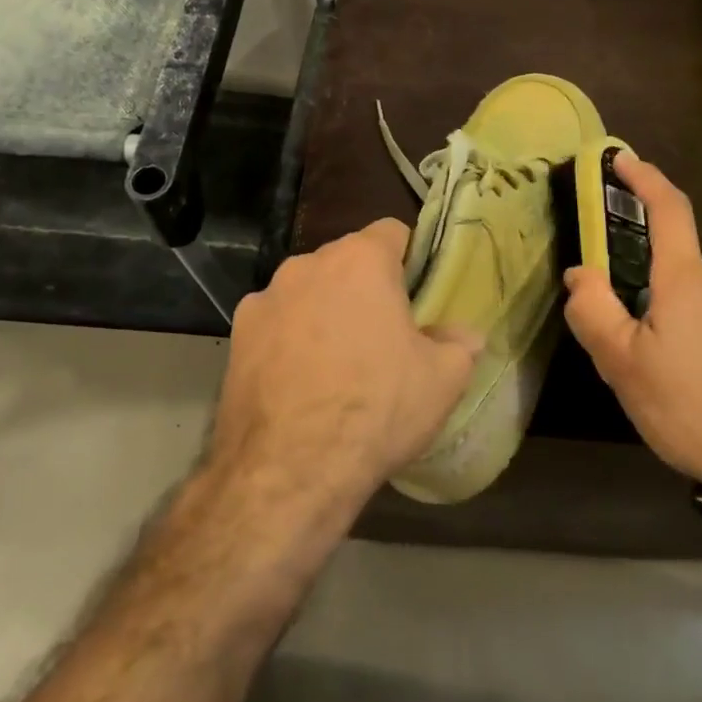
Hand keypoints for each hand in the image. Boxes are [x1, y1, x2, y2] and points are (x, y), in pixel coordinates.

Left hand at [208, 219, 478, 522]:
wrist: (289, 469)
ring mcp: (264, 298)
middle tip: (383, 335)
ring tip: (336, 364)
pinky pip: (275, 323)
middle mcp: (307, 265)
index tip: (417, 296)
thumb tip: (465, 335)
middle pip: (346, 262)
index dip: (409, 259)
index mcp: (360, 260)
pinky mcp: (236, 335)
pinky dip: (289, 339)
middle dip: (365, 288)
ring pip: (308, 291)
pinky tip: (299, 383)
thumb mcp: (443, 379)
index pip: (392, 231)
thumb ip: (459, 344)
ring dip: (324, 311)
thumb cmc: (377, 408)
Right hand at [562, 152, 701, 508]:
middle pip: (673, 275)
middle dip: (645, 301)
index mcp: (687, 283)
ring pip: (697, 311)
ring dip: (673, 335)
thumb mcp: (625, 368)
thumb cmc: (696, 410)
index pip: (667, 210)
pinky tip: (701, 400)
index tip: (622, 159)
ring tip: (665, 391)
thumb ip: (594, 313)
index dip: (644, 179)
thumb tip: (580, 273)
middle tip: (629, 355)